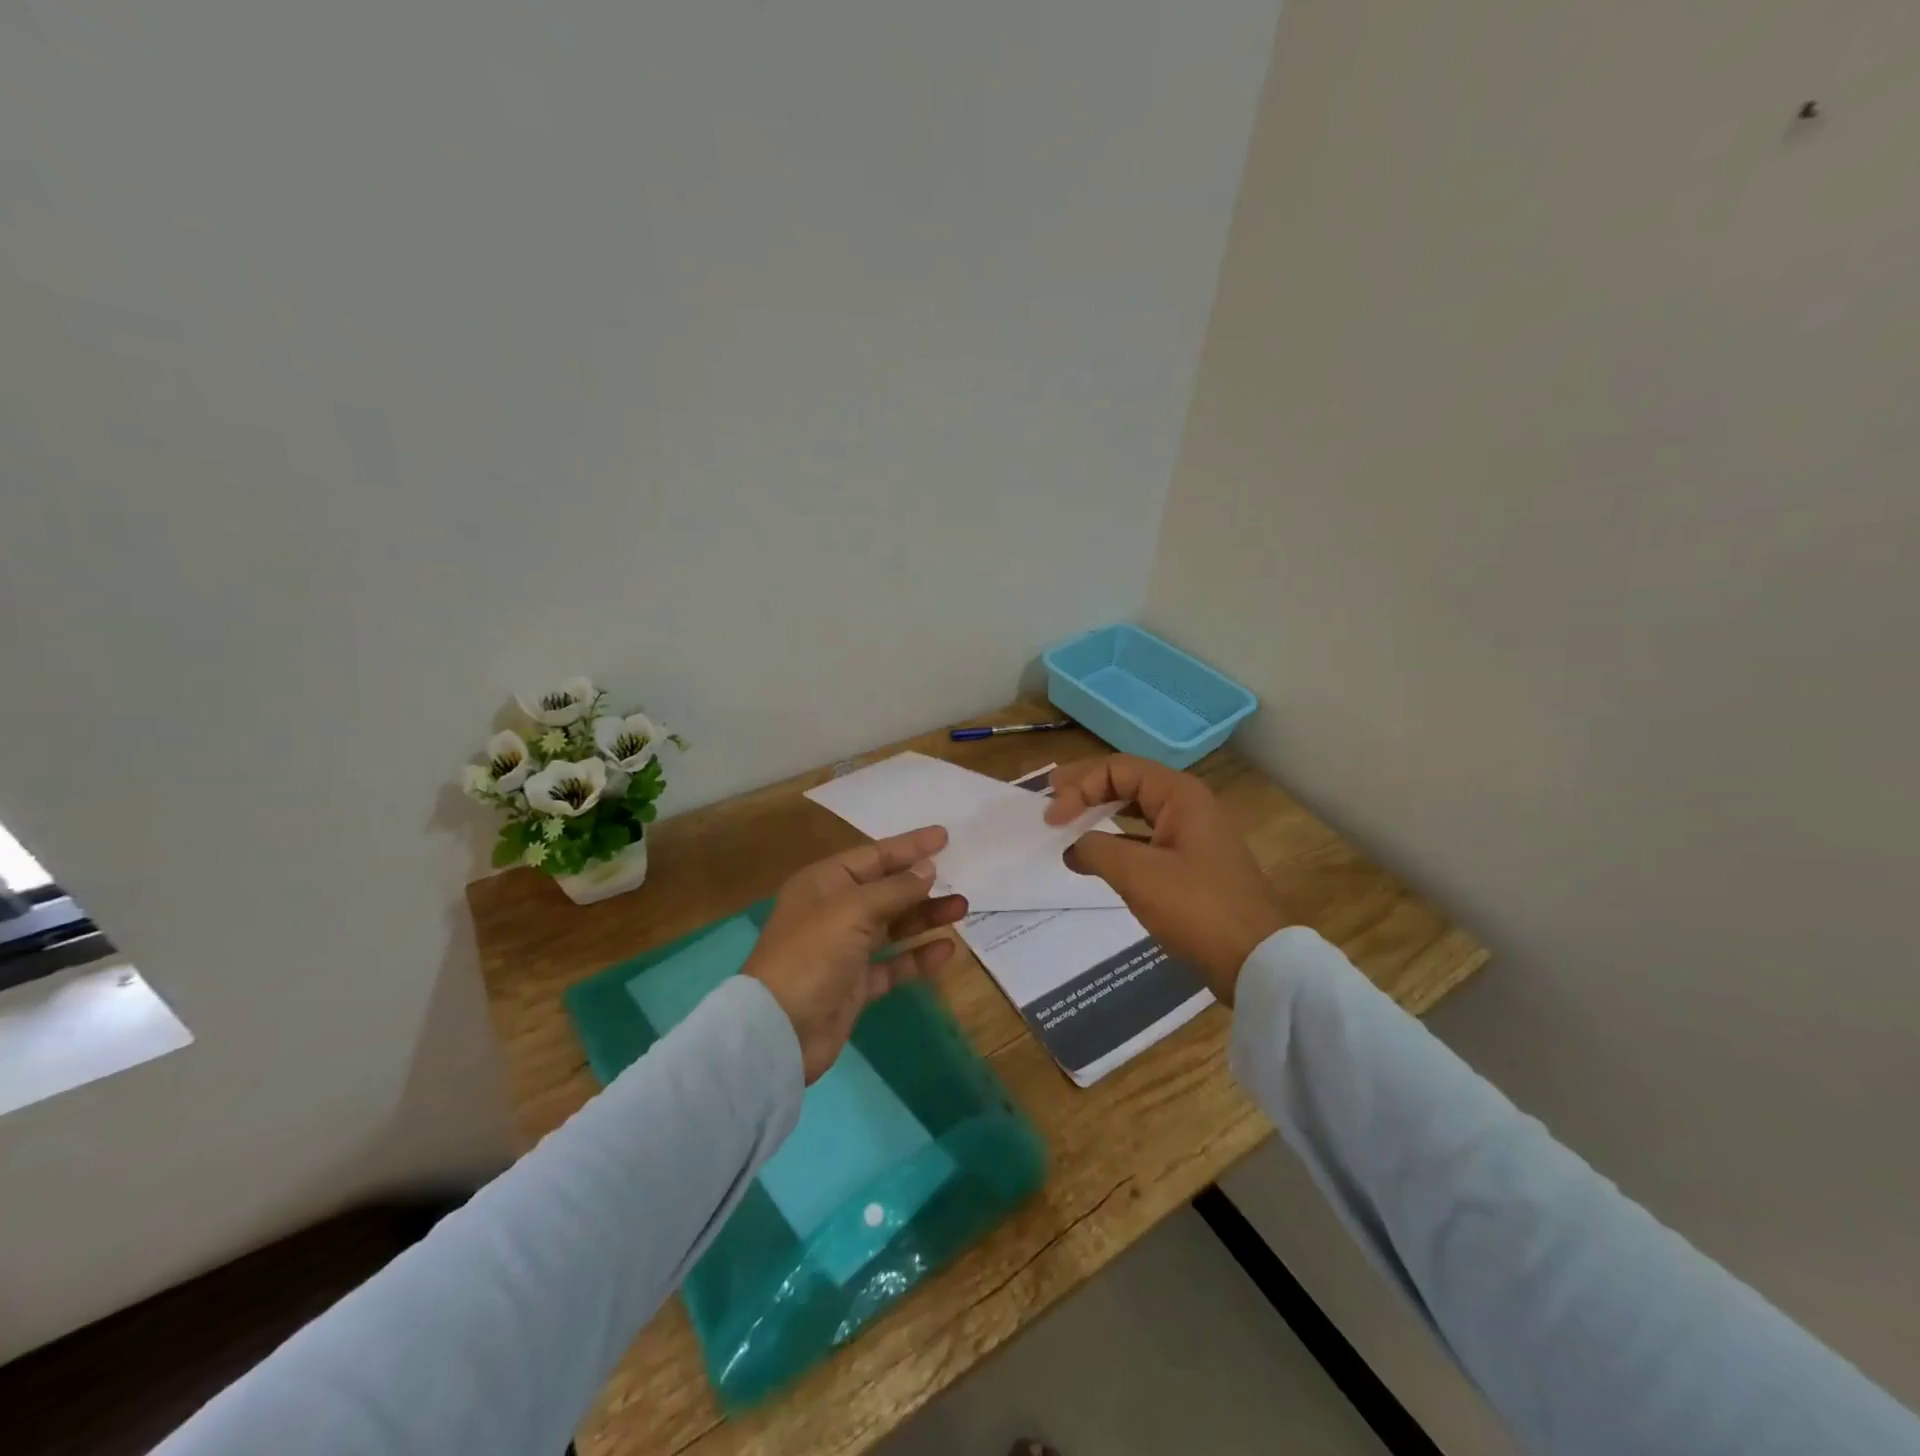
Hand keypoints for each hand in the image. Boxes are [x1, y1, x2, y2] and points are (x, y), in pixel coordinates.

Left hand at [744, 825, 969, 1080]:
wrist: (779, 1030)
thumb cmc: (812, 954)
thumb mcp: (853, 910)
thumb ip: (895, 888)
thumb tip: (927, 868)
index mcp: (824, 883)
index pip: (873, 856)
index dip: (909, 846)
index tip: (943, 836)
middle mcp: (834, 911)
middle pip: (886, 889)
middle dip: (921, 884)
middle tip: (960, 876)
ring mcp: (845, 949)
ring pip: (893, 925)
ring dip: (925, 916)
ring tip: (962, 908)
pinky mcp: (856, 984)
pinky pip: (894, 964)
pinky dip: (918, 956)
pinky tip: (946, 950)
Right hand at [1045, 756, 1292, 1002]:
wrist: (1255, 961)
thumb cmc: (1196, 908)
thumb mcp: (1137, 874)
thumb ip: (1095, 849)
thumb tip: (1073, 848)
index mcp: (1179, 794)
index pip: (1117, 768)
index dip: (1078, 786)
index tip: (1051, 818)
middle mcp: (1187, 804)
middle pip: (1127, 781)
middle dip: (1086, 789)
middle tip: (1050, 800)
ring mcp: (1191, 834)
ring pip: (1135, 809)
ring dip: (1100, 813)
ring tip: (1067, 822)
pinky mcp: (1190, 863)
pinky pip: (1144, 837)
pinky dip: (1116, 840)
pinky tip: (1096, 856)